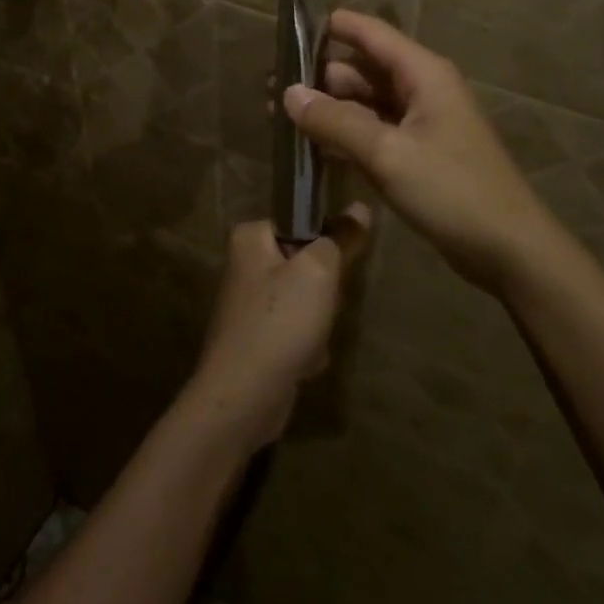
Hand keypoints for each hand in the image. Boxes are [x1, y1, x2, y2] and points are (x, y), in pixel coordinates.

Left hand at [185, 209, 372, 446]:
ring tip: (312, 339)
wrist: (243, 397)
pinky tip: (303, 362)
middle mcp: (245, 264)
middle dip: (324, 290)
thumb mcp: (319, 272)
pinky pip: (296, 330)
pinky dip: (306, 345)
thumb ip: (341, 238)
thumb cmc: (280, 322)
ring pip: (306, 299)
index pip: (302, 221)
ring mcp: (250, 303)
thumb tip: (360, 207)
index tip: (337, 266)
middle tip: (323, 307)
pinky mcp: (257, 337)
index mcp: (250, 237)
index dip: (326, 242)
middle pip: (306, 262)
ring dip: (319, 321)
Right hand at [282, 11, 558, 290]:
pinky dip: (344, 137)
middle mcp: (420, 90)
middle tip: (269, 90)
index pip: (369, 33)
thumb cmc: (452, 191)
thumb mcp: (387, 153)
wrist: (508, 249)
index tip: (287, 32)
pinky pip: (372, 133)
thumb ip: (335, 121)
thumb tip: (288, 93)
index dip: (330, 28)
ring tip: (279, 119)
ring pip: (364, 104)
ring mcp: (419, 124)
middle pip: (362, 70)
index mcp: (422, 74)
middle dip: (318, 78)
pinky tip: (311, 148)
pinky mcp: (416, 154)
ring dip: (327, 110)